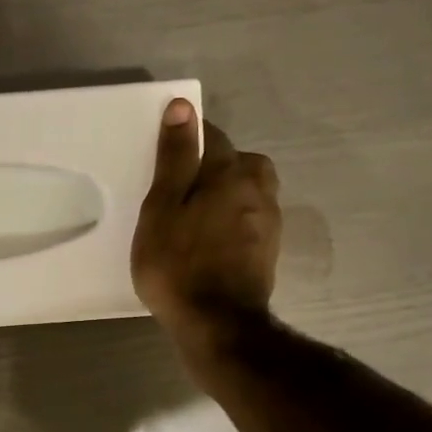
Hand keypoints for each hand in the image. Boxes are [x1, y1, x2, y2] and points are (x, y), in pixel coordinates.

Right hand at [132, 98, 281, 370]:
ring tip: (195, 215)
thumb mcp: (163, 208)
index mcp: (231, 172)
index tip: (164, 155)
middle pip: (239, 161)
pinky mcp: (268, 249)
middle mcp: (258, 188)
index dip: (187, 139)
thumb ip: (175, 158)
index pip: (211, 136)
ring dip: (226, 192)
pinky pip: (249, 218)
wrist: (217, 324)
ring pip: (248, 190)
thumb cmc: (178, 264)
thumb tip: (183, 106)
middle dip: (214, 165)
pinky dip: (232, 219)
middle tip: (181, 187)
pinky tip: (210, 240)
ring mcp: (268, 221)